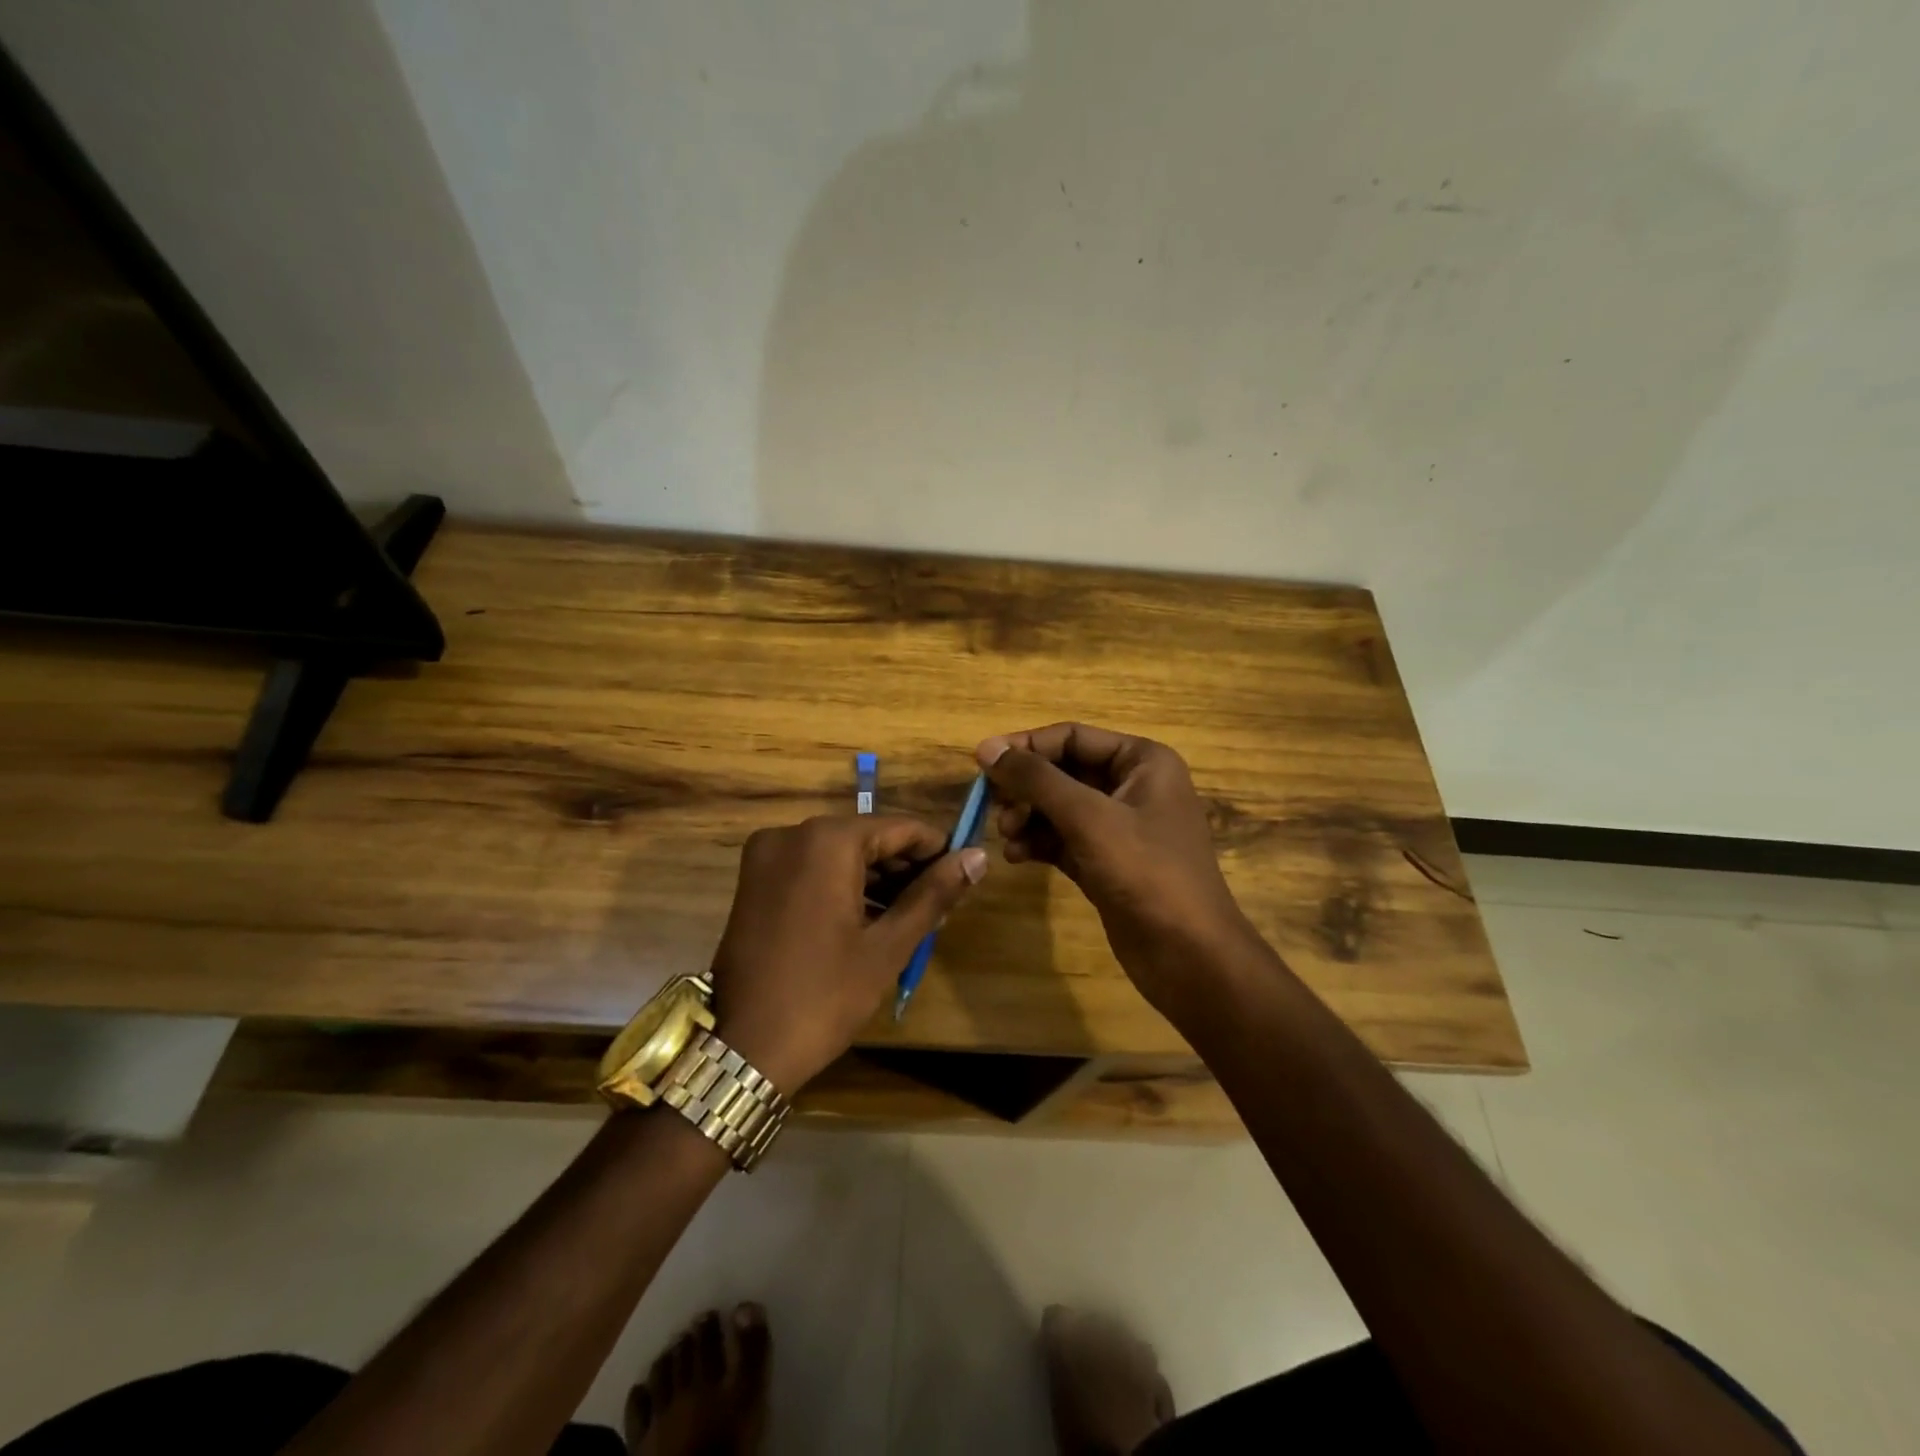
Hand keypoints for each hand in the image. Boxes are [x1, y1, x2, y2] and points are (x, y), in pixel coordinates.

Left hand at [707, 814, 986, 1092]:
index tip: (964, 876)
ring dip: (877, 879)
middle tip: (941, 904)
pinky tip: (871, 917)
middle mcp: (792, 833)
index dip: (937, 849)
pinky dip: (844, 885)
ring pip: (840, 853)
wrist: (743, 1048)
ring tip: (912, 915)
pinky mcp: (755, 880)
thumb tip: (978, 857)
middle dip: (906, 868)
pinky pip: (813, 868)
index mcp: (826, 840)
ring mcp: (767, 855)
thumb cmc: (824, 995)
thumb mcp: (888, 945)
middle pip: (868, 838)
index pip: (900, 828)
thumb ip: (933, 894)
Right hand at [976, 723, 1254, 1014]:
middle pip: (1063, 771)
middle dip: (1026, 788)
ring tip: (1005, 836)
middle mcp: (1133, 786)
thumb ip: (1036, 779)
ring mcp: (1121, 826)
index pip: (1072, 737)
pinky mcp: (1108, 861)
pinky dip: (1039, 843)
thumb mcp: (1088, 818)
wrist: (1189, 956)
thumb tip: (986, 747)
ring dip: (1028, 817)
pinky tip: (1016, 857)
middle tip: (992, 808)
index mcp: (1142, 761)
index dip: (1025, 747)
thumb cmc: (1146, 873)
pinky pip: (1064, 839)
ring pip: (1060, 807)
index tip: (981, 764)